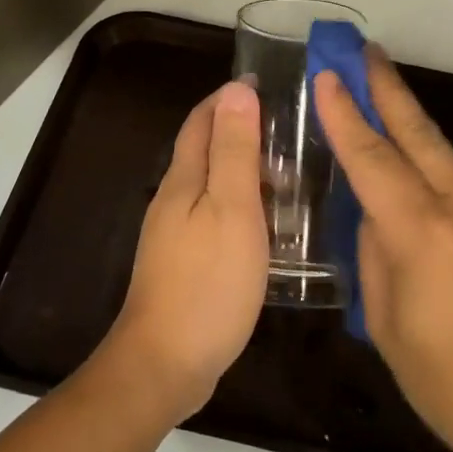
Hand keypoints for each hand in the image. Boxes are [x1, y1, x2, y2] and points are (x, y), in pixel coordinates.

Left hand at [102, 81, 268, 423]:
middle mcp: (174, 199)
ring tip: (288, 174)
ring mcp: (175, 234)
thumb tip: (236, 90)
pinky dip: (241, 205)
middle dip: (238, 130)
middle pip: (204, 150)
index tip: (267, 86)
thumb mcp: (232, 209)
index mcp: (184, 180)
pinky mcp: (184, 263)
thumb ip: (234, 150)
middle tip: (288, 131)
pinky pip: (214, 216)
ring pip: (210, 184)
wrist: (165, 365)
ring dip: (243, 169)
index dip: (229, 98)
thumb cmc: (207, 282)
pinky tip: (266, 224)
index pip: (202, 120)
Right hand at [315, 53, 452, 451]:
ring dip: (410, 122)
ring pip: (443, 157)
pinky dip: (432, 168)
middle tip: (365, 51)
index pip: (372, 158)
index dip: (345, 114)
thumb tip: (376, 220)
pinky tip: (417, 179)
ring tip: (383, 98)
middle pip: (418, 134)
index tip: (326, 73)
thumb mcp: (389, 328)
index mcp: (422, 233)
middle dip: (387, 89)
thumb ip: (377, 260)